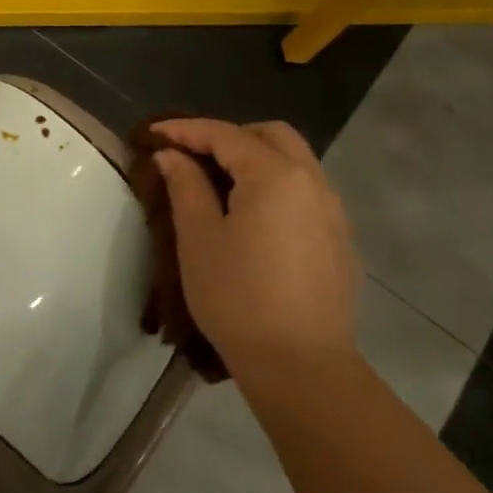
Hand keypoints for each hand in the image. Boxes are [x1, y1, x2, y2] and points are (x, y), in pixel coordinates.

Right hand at [152, 118, 358, 389]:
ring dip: (256, 159)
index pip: (225, 135)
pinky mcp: (340, 239)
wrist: (300, 363)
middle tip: (193, 156)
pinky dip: (277, 185)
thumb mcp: (199, 238)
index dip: (185, 129)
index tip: (153, 133)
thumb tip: (173, 155)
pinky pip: (307, 191)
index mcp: (275, 175)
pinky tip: (254, 218)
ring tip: (220, 185)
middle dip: (229, 136)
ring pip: (295, 161)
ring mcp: (333, 211)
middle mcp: (312, 181)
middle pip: (271, 136)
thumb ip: (185, 186)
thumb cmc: (237, 296)